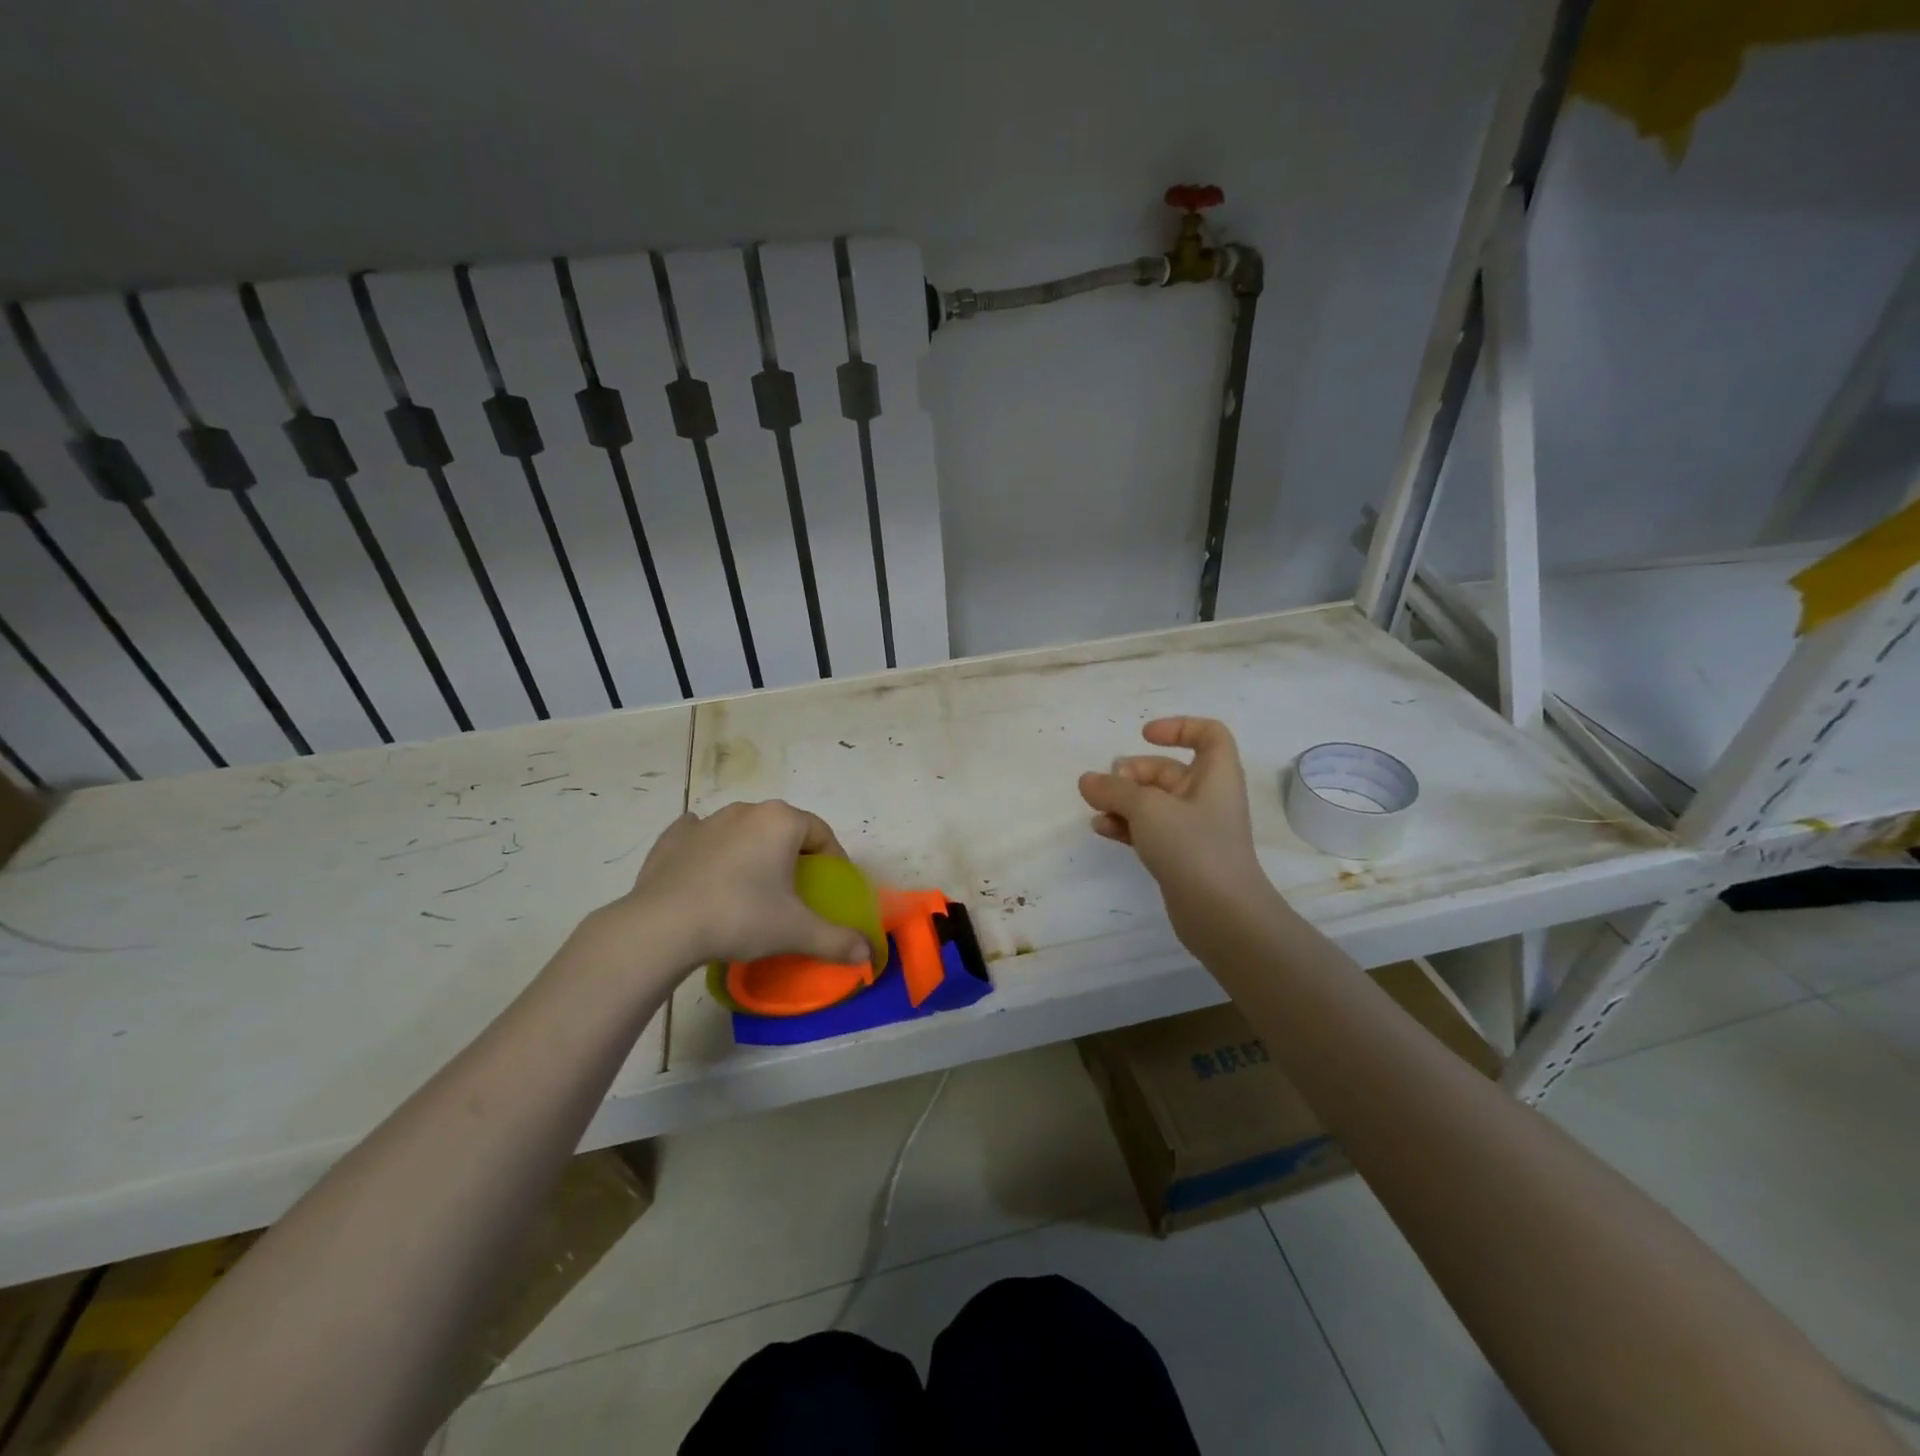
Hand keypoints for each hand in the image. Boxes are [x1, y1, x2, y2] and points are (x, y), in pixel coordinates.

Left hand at [604, 801, 873, 970]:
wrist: (663, 927)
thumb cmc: (740, 917)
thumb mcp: (795, 932)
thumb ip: (836, 940)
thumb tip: (867, 954)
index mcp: (781, 821)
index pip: (821, 832)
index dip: (832, 859)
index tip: (830, 887)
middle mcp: (746, 811)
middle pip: (783, 828)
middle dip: (793, 854)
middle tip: (794, 891)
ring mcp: (706, 821)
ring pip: (743, 831)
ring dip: (753, 851)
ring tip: (751, 888)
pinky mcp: (673, 838)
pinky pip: (702, 837)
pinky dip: (710, 850)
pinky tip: (708, 873)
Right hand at [1078, 717, 1276, 954]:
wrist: (1222, 914)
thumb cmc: (1193, 846)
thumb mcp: (1148, 808)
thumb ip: (1114, 790)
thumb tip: (1087, 780)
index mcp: (1216, 775)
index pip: (1209, 734)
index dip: (1179, 727)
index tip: (1144, 736)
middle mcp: (1207, 797)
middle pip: (1168, 770)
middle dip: (1134, 773)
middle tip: (1107, 785)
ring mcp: (1194, 829)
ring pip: (1154, 802)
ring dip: (1124, 801)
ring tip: (1096, 808)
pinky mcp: (1181, 856)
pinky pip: (1150, 830)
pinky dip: (1127, 825)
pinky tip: (1102, 829)